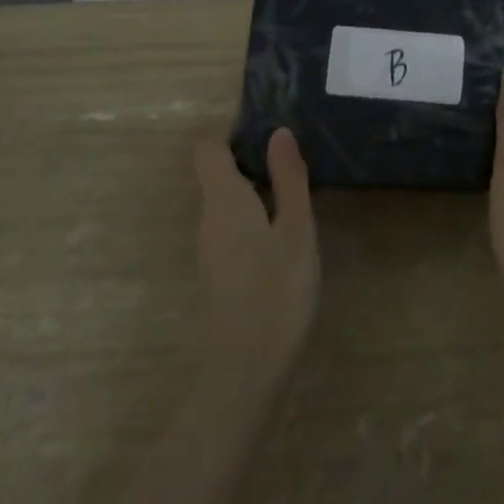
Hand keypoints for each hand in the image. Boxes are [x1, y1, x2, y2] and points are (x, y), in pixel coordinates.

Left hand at [192, 129, 318, 391]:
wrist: (246, 372)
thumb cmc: (276, 291)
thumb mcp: (296, 229)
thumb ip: (288, 179)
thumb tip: (278, 132)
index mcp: (223, 199)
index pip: (209, 149)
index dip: (233, 134)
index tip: (268, 134)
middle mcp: (208, 218)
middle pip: (219, 174)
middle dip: (253, 161)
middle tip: (295, 164)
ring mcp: (209, 249)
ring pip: (226, 203)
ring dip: (256, 192)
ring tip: (295, 197)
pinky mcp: (218, 272)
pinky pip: (231, 227)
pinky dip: (253, 219)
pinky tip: (283, 237)